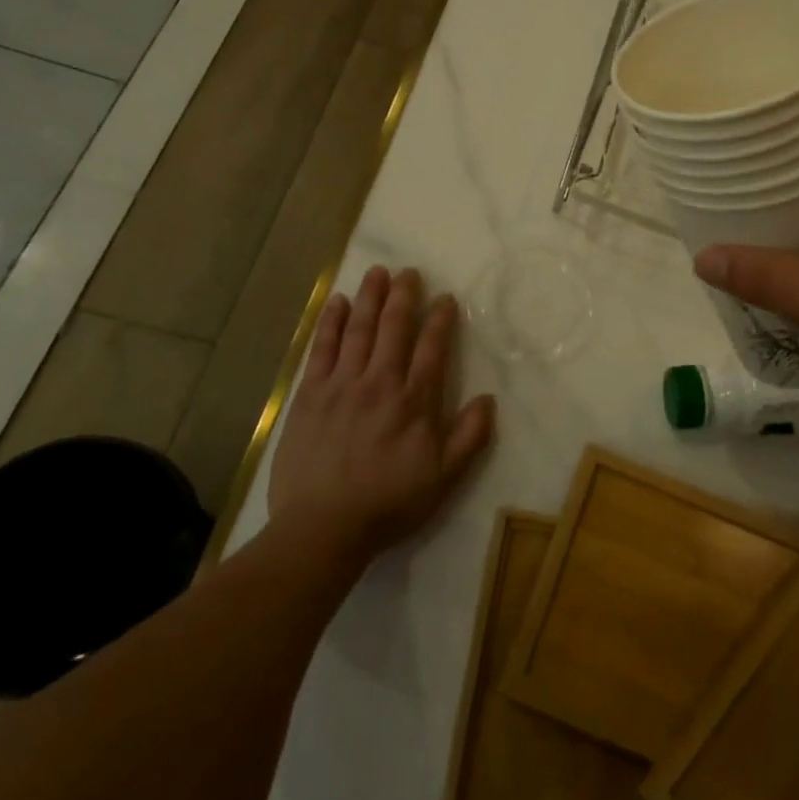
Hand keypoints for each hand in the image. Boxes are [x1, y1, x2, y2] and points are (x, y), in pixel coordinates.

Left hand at [266, 266, 494, 571]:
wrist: (323, 527)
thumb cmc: (389, 503)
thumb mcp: (444, 478)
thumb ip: (470, 436)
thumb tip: (488, 398)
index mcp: (415, 401)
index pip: (432, 348)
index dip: (440, 320)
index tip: (446, 298)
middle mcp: (380, 383)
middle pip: (394, 328)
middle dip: (403, 296)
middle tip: (408, 272)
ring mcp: (342, 385)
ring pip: (359, 330)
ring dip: (369, 298)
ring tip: (376, 272)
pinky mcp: (310, 395)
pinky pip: (322, 349)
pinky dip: (331, 323)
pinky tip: (337, 302)